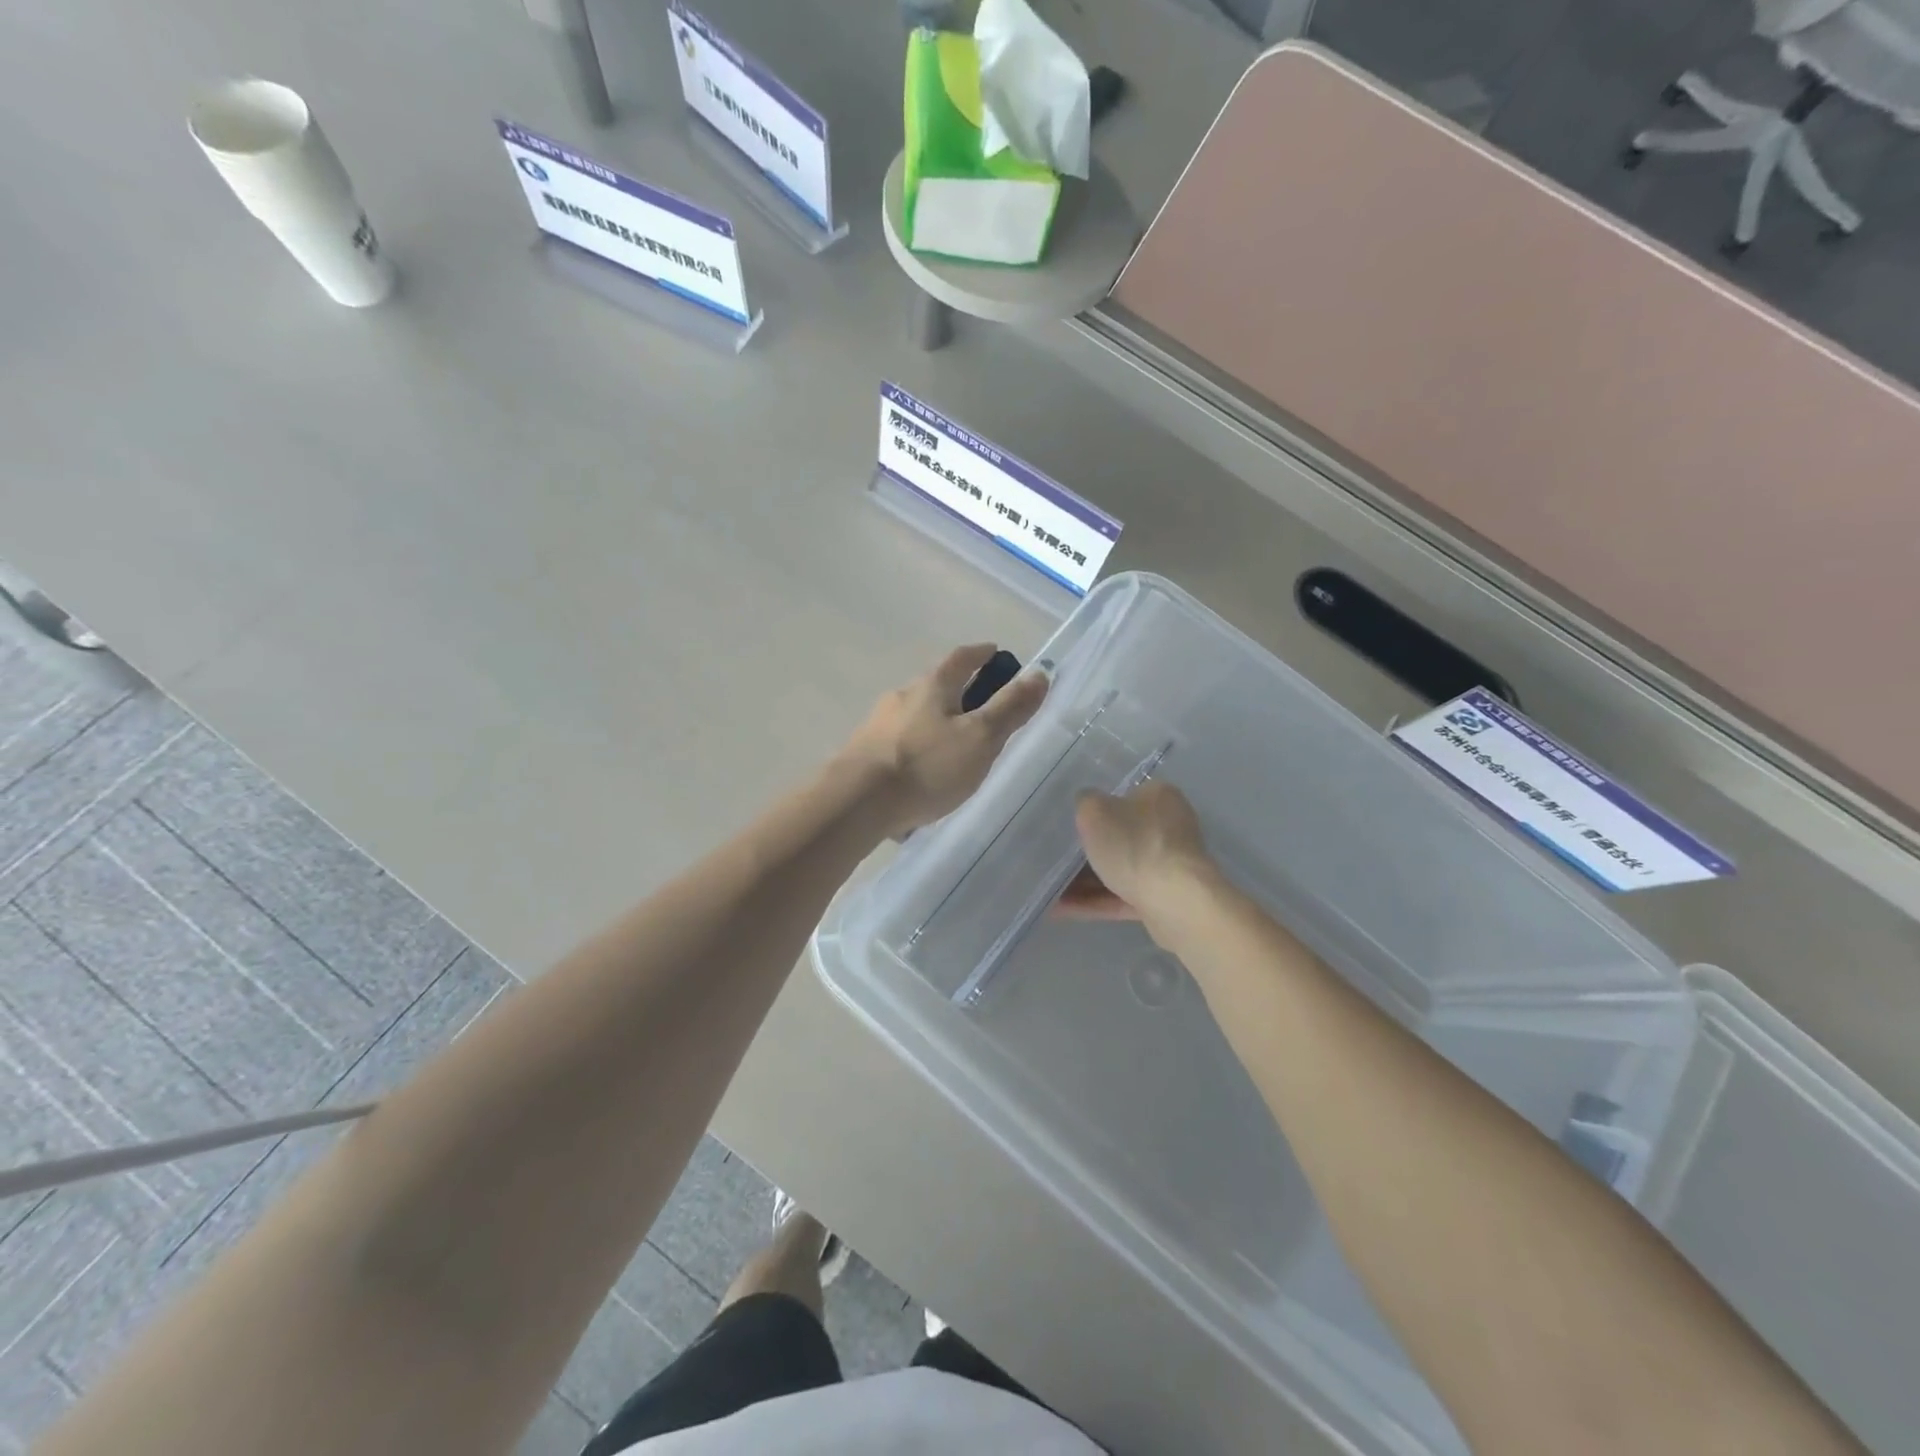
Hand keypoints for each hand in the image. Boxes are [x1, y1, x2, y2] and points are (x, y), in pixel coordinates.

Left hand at [839, 644, 1047, 837]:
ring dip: (936, 723)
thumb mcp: (980, 738)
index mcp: (932, 686)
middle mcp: (902, 697)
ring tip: (956, 748)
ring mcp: (878, 725)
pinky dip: (918, 750)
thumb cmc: (926, 766)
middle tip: (982, 708)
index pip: (962, 658)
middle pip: (935, 686)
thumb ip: (1010, 708)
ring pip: (916, 716)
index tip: (995, 652)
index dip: (981, 653)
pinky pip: (899, 745)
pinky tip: (924, 775)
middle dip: (959, 691)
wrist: (855, 803)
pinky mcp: (864, 754)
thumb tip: (1039, 673)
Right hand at [1071, 782, 1215, 923]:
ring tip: (1051, 889)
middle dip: (1089, 850)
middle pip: (1121, 835)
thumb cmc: (1134, 844)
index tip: (1072, 824)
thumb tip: (1089, 807)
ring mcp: (1169, 865)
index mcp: (1159, 797)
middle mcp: (1169, 827)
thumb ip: (1085, 802)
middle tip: (1058, 857)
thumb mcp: (1095, 811)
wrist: (1176, 901)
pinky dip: (1096, 901)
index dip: (1097, 809)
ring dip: (1086, 880)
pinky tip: (1062, 908)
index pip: (1125, 796)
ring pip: (1120, 869)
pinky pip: (1123, 896)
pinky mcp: (1165, 898)